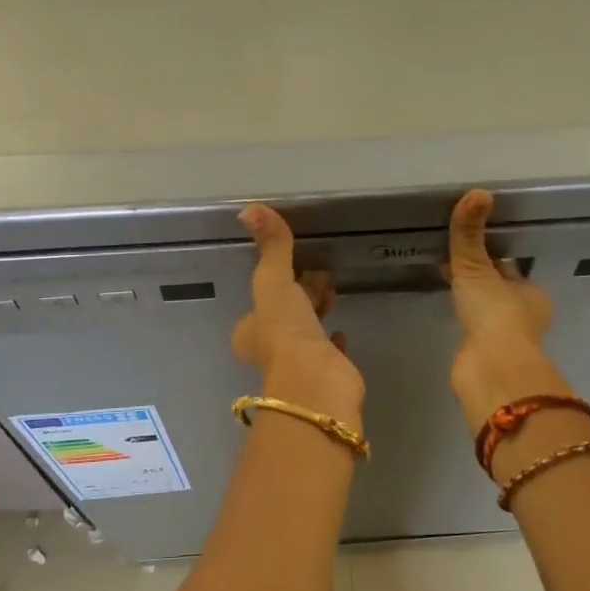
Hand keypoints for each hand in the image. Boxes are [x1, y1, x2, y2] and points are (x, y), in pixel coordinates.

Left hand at [233, 204, 363, 418]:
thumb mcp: (274, 281)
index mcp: (250, 330)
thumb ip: (270, 247)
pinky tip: (340, 332)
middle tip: (320, 276)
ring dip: (315, 314)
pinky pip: (328, 350)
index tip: (295, 267)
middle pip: (284, 315)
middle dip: (299, 296)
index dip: (276, 284)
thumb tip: (249, 208)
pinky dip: (333, 340)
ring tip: (332, 294)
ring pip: (305, 331)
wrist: (315, 382)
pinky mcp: (326, 372)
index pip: (260, 301)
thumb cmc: (285, 331)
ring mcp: (298, 363)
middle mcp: (270, 348)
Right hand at [445, 189, 573, 433]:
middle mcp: (525, 317)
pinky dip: (465, 322)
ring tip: (450, 287)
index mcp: (533, 295)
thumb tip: (477, 192)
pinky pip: (474, 332)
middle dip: (483, 281)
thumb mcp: (477, 267)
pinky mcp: (486, 358)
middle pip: (501, 292)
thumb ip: (470, 234)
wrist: (490, 369)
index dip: (492, 259)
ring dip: (474, 303)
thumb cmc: (494, 314)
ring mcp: (506, 341)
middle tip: (455, 265)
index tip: (471, 250)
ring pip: (488, 314)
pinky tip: (450, 316)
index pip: (510, 270)